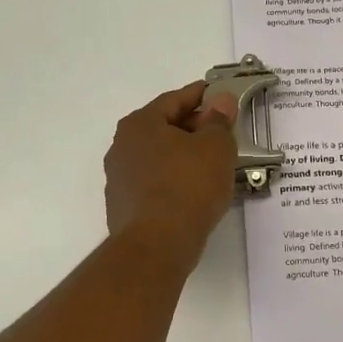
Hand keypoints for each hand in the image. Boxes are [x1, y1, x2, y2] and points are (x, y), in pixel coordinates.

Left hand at [105, 81, 237, 266]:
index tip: (220, 95)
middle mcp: (122, 146)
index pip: (174, 100)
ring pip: (159, 157)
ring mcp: (119, 179)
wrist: (157, 245)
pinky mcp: (124, 207)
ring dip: (184, 156)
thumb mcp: (215, 147)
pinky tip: (195, 191)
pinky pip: (155, 183)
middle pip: (164, 128)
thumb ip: (219, 121)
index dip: (201, 96)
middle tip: (223, 132)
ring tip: (213, 164)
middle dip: (194, 127)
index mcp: (140, 124)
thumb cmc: (188, 186)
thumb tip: (221, 101)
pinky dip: (174, 180)